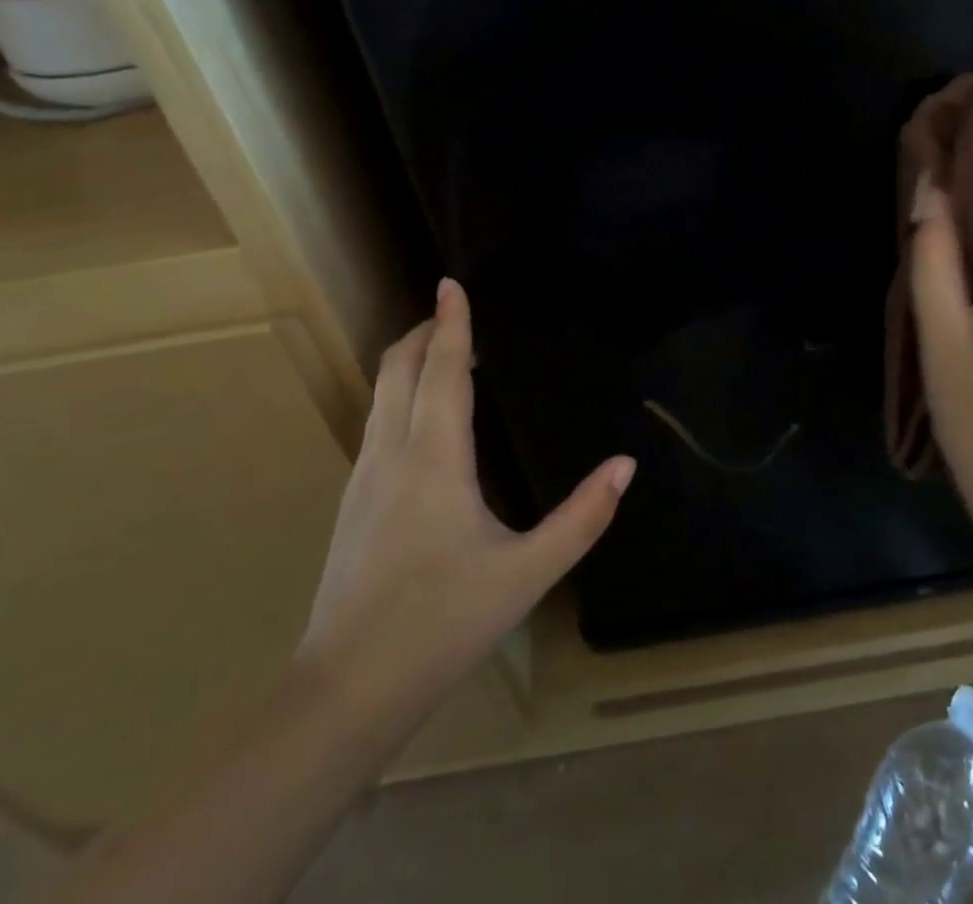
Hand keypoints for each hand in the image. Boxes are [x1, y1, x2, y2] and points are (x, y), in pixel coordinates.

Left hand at [297, 278, 634, 741]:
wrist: (348, 688)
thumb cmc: (443, 622)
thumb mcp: (528, 573)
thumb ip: (582, 516)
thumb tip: (625, 465)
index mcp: (435, 458)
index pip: (440, 370)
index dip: (450, 324)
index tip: (451, 284)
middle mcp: (392, 453)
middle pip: (398, 369)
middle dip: (422, 333)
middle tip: (452, 313)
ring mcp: (363, 477)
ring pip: (381, 395)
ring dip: (408, 362)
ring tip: (441, 355)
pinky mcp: (353, 501)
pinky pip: (377, 422)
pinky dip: (399, 395)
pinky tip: (423, 419)